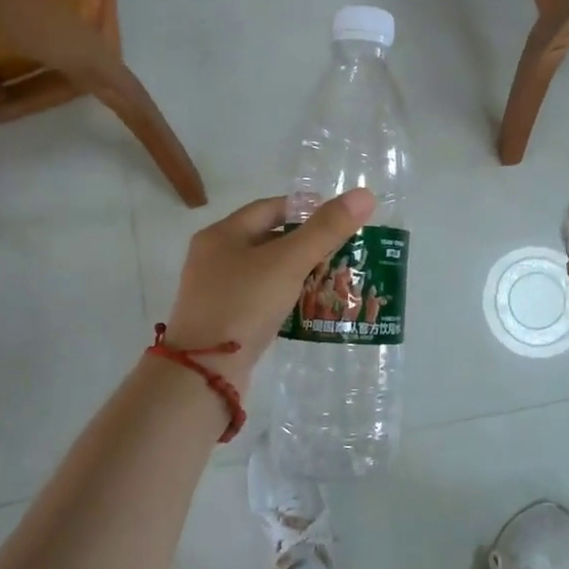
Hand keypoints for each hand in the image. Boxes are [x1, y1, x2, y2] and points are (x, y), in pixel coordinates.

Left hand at [164, 189, 375, 390]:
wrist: (203, 374)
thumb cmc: (243, 305)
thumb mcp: (288, 262)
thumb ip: (326, 229)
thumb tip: (365, 195)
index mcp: (221, 234)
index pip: (268, 207)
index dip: (303, 209)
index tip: (336, 219)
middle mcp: (213, 258)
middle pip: (266, 239)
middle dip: (303, 243)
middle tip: (340, 251)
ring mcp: (214, 292)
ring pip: (264, 272)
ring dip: (295, 273)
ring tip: (330, 279)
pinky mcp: (222, 321)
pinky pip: (258, 299)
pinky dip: (283, 298)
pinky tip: (306, 309)